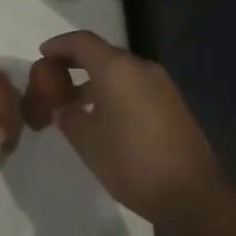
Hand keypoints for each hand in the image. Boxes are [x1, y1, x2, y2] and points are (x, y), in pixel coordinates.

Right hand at [42, 30, 224, 225]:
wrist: (193, 193)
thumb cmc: (132, 162)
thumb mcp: (88, 142)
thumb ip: (68, 117)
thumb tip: (63, 107)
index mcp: (117, 69)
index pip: (81, 42)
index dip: (59, 45)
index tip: (42, 54)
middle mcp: (140, 67)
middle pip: (102, 53)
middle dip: (76, 62)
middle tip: (54, 79)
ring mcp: (160, 84)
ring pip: (120, 71)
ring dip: (95, 80)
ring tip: (75, 104)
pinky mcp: (172, 103)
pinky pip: (135, 85)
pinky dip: (114, 91)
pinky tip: (104, 117)